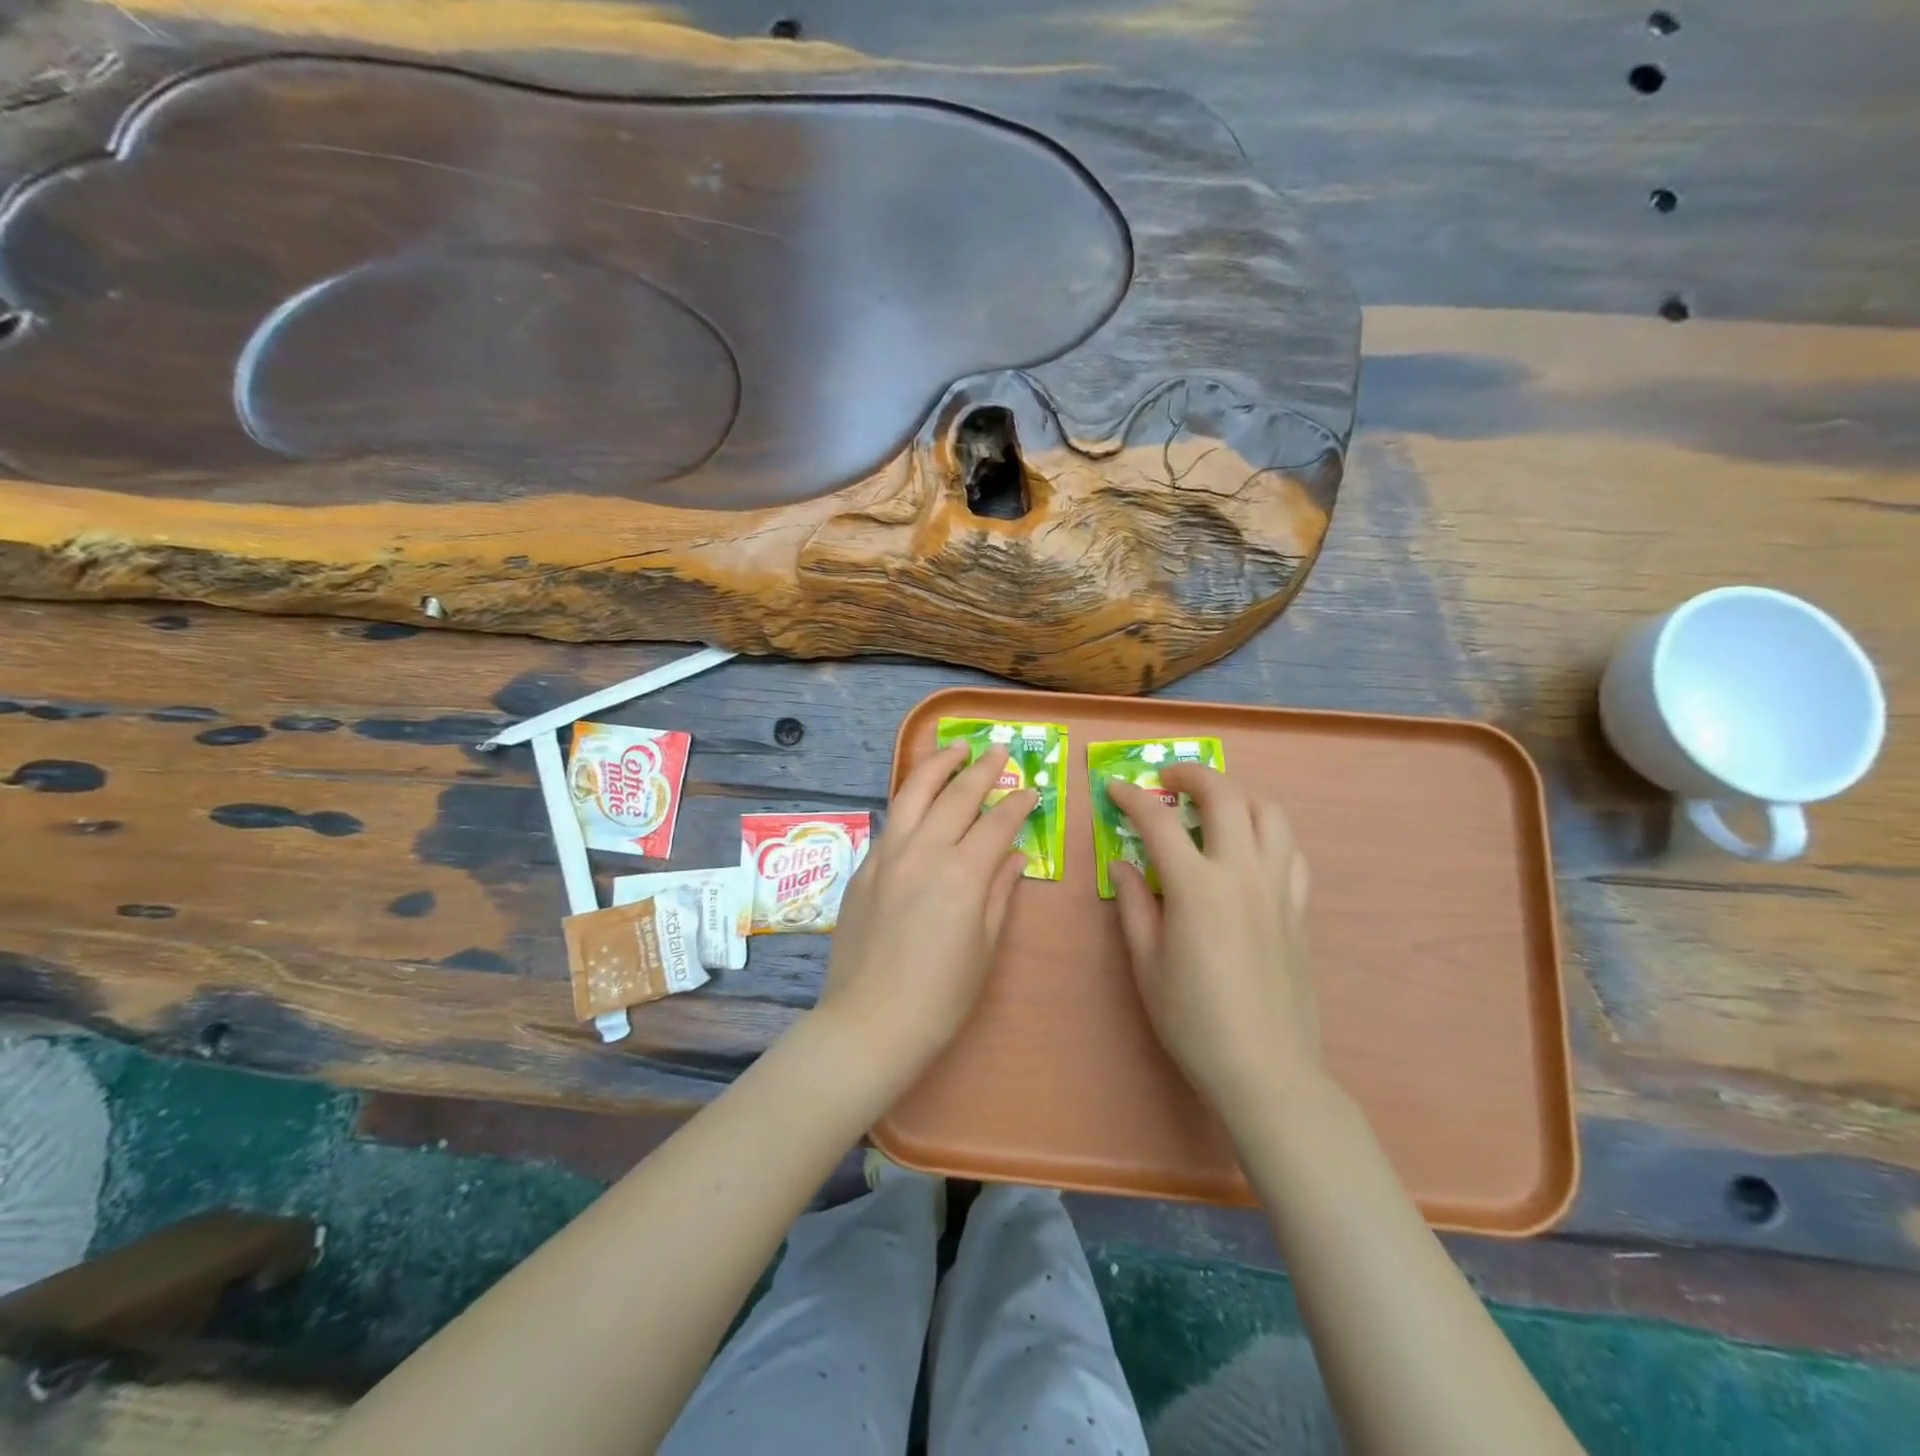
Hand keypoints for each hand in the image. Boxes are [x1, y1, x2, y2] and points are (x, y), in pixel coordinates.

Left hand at [817, 743, 1033, 1091]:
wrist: (869, 1023)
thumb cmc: (940, 997)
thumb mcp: (984, 947)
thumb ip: (999, 892)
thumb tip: (1014, 855)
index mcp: (962, 874)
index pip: (996, 823)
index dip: (1017, 804)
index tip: (1030, 791)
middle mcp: (923, 852)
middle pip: (956, 796)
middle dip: (981, 769)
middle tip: (999, 750)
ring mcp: (887, 856)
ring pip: (913, 794)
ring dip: (937, 766)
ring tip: (954, 748)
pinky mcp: (863, 868)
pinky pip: (891, 821)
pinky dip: (910, 799)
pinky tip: (919, 797)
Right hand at [1107, 766, 1317, 1115]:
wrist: (1265, 1069)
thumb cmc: (1193, 1019)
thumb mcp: (1147, 963)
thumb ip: (1133, 904)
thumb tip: (1122, 863)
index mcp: (1197, 887)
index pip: (1159, 821)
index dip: (1132, 798)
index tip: (1114, 789)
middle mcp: (1242, 873)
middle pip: (1225, 795)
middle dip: (1192, 774)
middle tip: (1167, 780)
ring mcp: (1278, 889)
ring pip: (1270, 813)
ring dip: (1238, 795)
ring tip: (1213, 805)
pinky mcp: (1299, 909)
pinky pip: (1291, 852)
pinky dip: (1268, 834)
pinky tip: (1248, 850)